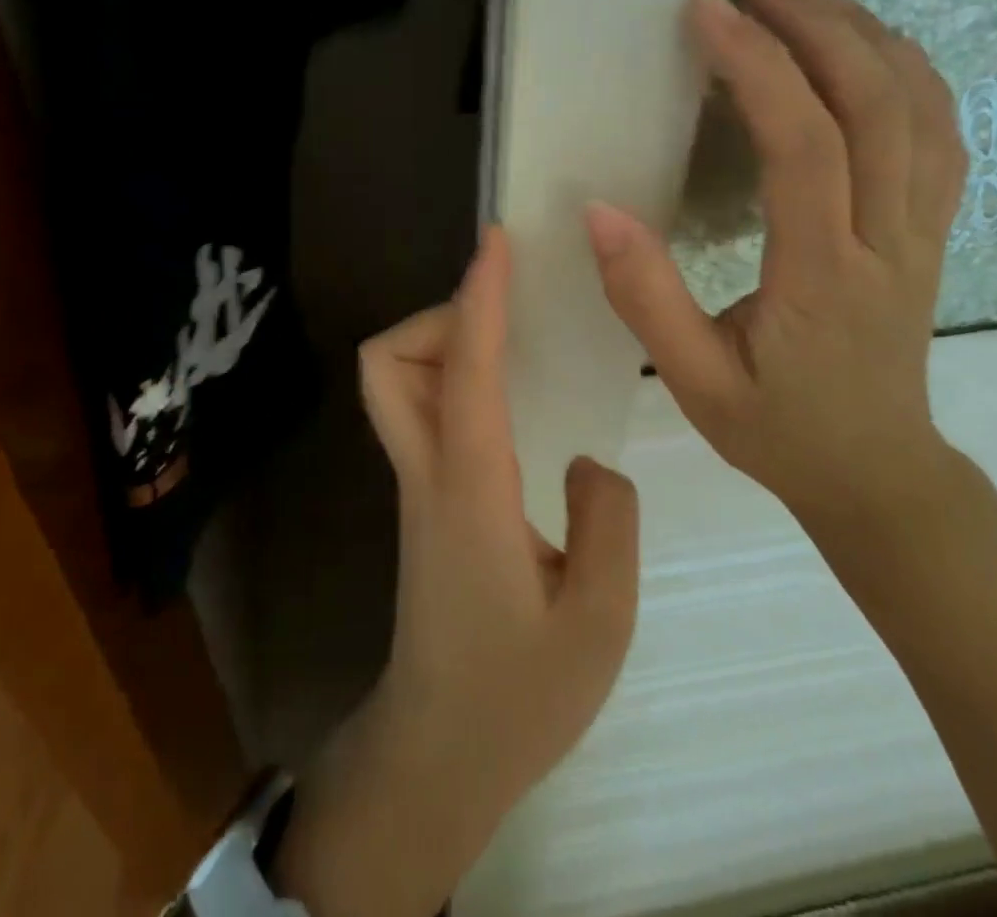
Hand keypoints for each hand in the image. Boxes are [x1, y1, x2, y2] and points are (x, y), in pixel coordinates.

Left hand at [275, 228, 639, 916]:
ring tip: (509, 348)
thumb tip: (587, 460)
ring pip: (393, 383)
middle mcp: (427, 474)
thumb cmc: (518, 696)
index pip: (464, 370)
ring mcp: (416, 486)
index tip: (496, 243)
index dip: (478, 297)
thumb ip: (609, 521)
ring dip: (440, 344)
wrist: (440, 753)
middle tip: (504, 316)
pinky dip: (451, 377)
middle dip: (438, 317)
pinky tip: (506, 397)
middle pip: (387, 363)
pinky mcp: (423, 500)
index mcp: (469, 490)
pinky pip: (420, 410)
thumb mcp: (599, 621)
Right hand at [583, 0, 967, 524]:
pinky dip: (913, 72)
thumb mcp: (693, 382)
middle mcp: (888, 239)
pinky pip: (941, 135)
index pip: (804, 146)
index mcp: (824, 275)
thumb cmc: (778, 429)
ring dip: (869, 35)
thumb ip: (645, 298)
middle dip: (819, 27)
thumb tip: (598, 210)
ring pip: (921, 110)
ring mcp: (923, 232)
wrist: (878, 473)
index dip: (759, 67)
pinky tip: (876, 43)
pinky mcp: (931, 231)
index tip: (708, 11)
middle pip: (877, 107)